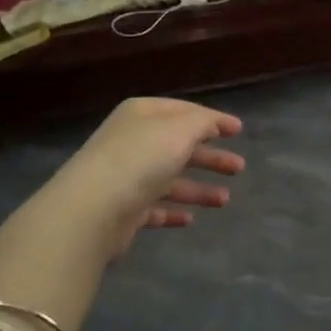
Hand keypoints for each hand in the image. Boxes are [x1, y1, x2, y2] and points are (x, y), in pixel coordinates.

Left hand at [43, 97, 244, 259]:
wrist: (91, 210)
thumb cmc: (140, 159)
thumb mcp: (179, 130)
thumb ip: (203, 123)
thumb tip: (214, 123)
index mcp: (142, 115)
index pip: (183, 111)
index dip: (212, 119)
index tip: (238, 130)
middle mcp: (133, 141)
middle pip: (179, 146)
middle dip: (210, 156)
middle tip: (239, 168)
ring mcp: (126, 177)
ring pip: (170, 179)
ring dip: (198, 188)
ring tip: (224, 200)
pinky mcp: (124, 210)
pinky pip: (155, 207)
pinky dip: (173, 211)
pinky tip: (191, 219)